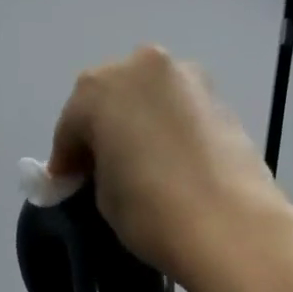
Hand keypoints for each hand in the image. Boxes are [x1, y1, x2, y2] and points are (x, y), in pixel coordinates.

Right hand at [47, 45, 292, 291]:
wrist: (228, 225)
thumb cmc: (150, 212)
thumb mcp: (103, 196)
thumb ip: (95, 170)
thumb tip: (102, 167)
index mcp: (100, 89)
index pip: (69, 123)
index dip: (64, 159)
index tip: (65, 187)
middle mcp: (142, 66)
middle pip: (108, 97)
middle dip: (99, 131)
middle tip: (97, 172)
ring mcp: (186, 76)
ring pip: (146, 98)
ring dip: (134, 125)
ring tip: (136, 168)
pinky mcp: (219, 96)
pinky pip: (175, 109)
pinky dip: (164, 129)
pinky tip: (166, 164)